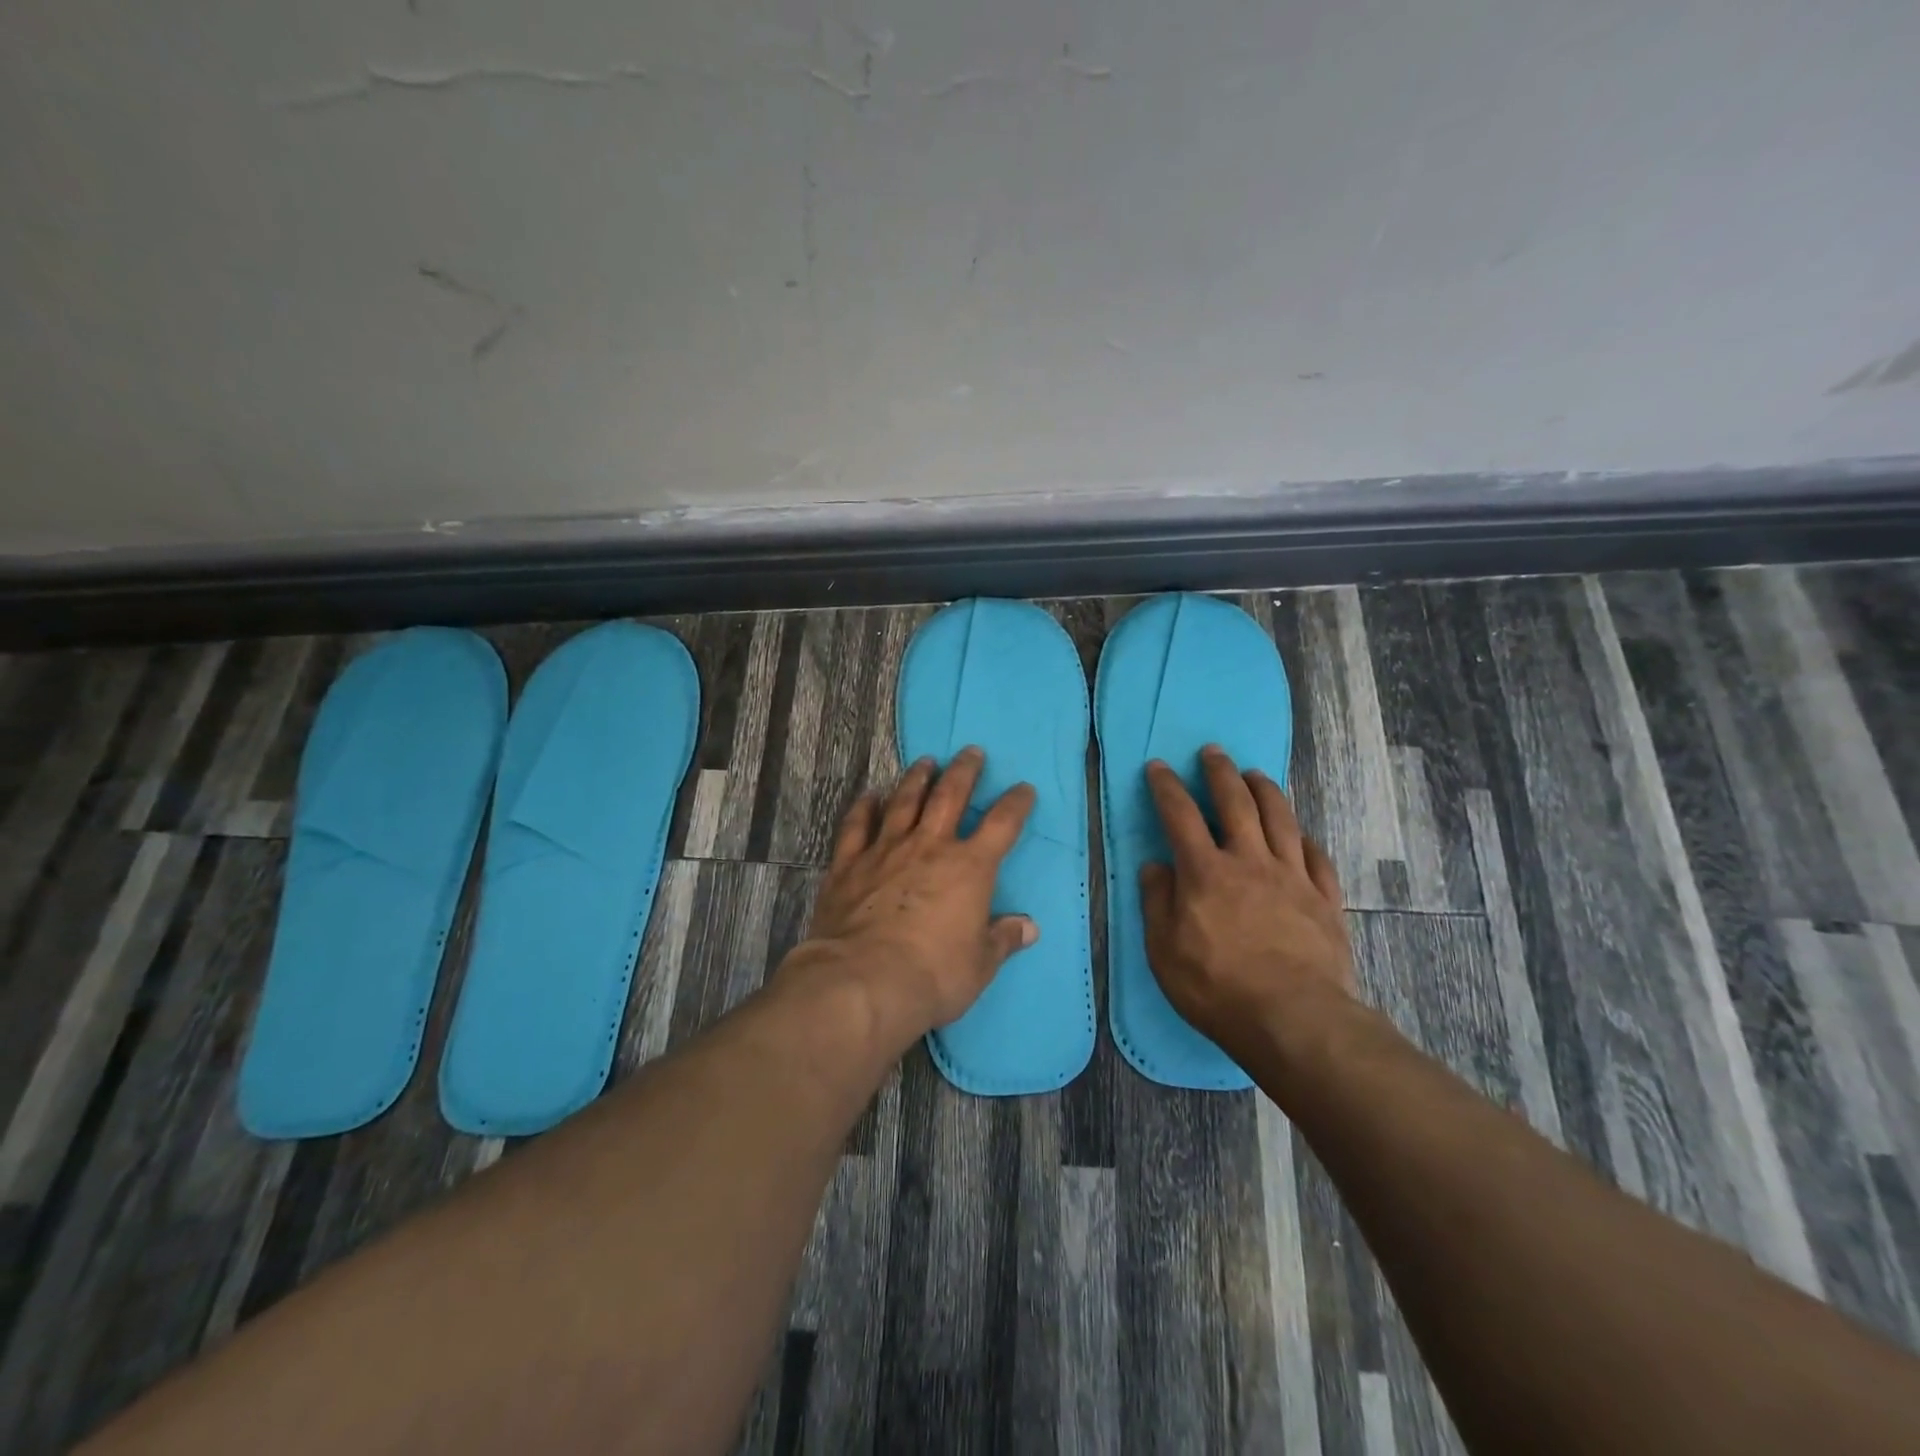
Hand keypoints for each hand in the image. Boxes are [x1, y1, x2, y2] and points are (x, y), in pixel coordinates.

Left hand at [795, 747, 1037, 1041]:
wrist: (863, 981)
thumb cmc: (933, 974)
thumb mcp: (980, 965)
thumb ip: (1002, 939)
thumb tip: (1028, 927)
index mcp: (969, 868)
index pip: (1001, 824)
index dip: (1015, 804)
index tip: (1023, 789)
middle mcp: (929, 847)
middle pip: (950, 796)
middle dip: (964, 771)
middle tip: (970, 751)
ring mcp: (885, 850)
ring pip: (904, 801)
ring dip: (917, 778)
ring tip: (925, 761)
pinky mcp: (848, 863)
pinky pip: (857, 825)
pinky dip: (864, 807)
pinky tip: (869, 795)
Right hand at [1139, 746, 1354, 1051]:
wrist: (1294, 1019)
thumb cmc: (1216, 987)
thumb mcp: (1163, 950)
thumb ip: (1157, 902)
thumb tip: (1155, 866)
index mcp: (1205, 871)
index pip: (1181, 815)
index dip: (1167, 787)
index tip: (1159, 767)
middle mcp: (1249, 861)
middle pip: (1236, 802)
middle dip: (1220, 772)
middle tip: (1213, 752)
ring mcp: (1292, 877)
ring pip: (1280, 818)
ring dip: (1266, 790)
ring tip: (1256, 774)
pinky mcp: (1324, 899)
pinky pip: (1317, 857)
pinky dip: (1306, 839)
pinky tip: (1301, 835)